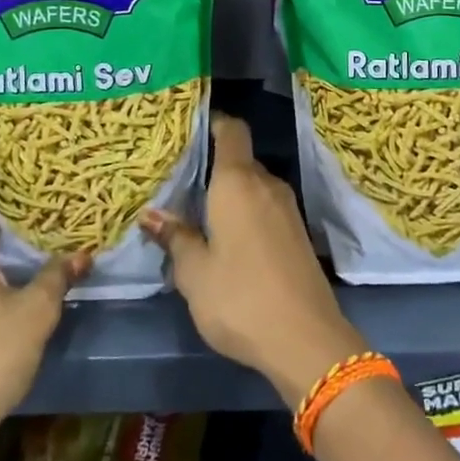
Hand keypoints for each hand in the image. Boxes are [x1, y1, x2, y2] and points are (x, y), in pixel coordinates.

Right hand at [144, 112, 365, 409]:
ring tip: (197, 209)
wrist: (306, 338)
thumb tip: (153, 215)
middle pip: (239, 159)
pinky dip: (246, 211)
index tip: (188, 128)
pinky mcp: (297, 232)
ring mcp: (287, 208)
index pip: (231, 130)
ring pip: (253, 185)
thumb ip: (176, 238)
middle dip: (212, 165)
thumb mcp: (194, 273)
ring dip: (229, 192)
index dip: (212, 122)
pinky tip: (226, 236)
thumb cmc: (240, 298)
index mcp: (238, 182)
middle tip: (179, 179)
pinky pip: (265, 206)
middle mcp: (266, 184)